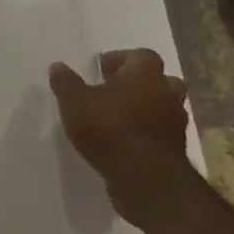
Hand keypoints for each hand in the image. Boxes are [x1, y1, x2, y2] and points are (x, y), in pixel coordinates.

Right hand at [49, 49, 199, 229]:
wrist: (146, 178)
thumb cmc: (109, 128)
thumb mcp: (74, 102)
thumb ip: (66, 82)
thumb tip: (58, 66)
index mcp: (145, 75)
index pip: (141, 55)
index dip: (122, 59)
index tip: (101, 69)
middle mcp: (166, 94)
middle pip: (161, 80)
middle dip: (140, 83)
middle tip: (114, 90)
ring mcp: (175, 123)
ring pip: (163, 106)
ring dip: (145, 108)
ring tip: (117, 116)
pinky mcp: (175, 149)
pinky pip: (161, 131)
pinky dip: (146, 131)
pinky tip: (123, 139)